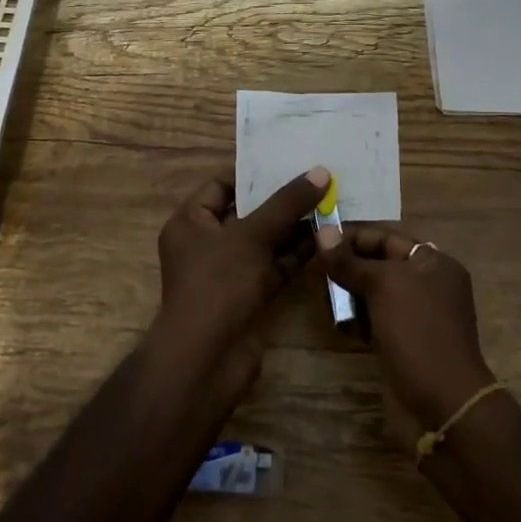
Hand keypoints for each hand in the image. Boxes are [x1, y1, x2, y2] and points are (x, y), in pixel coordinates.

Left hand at [151, 167, 329, 395]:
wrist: (206, 360)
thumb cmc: (218, 285)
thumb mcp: (252, 236)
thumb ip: (286, 204)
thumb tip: (320, 172)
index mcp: (190, 222)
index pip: (220, 185)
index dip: (252, 174)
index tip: (287, 161)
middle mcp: (206, 244)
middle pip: (246, 212)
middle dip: (280, 200)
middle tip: (317, 179)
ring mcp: (227, 272)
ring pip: (264, 241)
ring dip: (294, 227)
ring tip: (330, 203)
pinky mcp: (248, 296)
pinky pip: (274, 266)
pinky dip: (296, 254)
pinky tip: (325, 237)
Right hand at [323, 226, 494, 432]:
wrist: (442, 403)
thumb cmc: (417, 332)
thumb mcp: (382, 286)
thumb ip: (350, 261)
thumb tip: (322, 231)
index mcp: (434, 263)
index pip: (387, 237)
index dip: (353, 236)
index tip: (319, 239)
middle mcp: (429, 284)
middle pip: (380, 264)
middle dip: (349, 267)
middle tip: (318, 273)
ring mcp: (417, 316)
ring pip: (375, 293)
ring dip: (350, 295)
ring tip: (328, 302)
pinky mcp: (405, 342)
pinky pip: (376, 320)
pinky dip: (358, 320)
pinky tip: (341, 326)